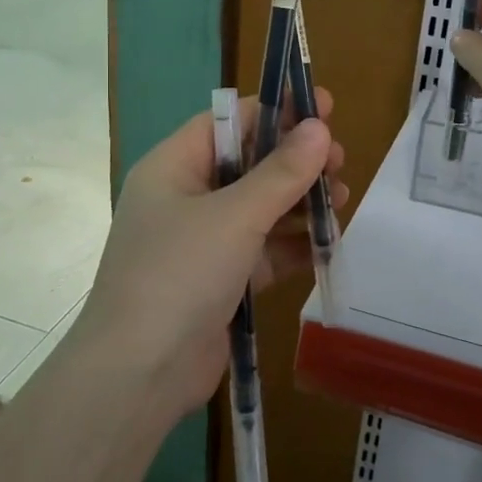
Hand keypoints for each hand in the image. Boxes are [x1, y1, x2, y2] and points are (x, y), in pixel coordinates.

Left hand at [77, 93, 347, 422]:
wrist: (139, 375)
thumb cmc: (179, 275)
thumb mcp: (235, 216)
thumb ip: (282, 172)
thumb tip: (319, 128)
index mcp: (174, 167)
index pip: (230, 122)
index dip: (277, 110)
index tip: (324, 106)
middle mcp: (187, 198)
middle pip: (250, 163)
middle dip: (296, 160)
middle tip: (340, 161)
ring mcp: (204, 241)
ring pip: (262, 207)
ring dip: (301, 201)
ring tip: (342, 200)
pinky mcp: (222, 280)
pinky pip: (265, 249)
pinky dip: (294, 243)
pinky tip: (328, 241)